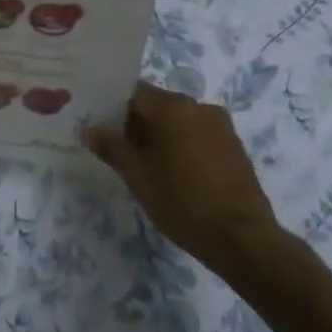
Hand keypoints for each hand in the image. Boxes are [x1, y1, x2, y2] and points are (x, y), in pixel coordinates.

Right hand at [86, 82, 283, 269]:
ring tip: (147, 167)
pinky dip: (182, 146)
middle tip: (119, 151)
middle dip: (136, 124)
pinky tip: (176, 175)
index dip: (113, 107)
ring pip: (179, 121)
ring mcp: (221, 126)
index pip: (134, 92)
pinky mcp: (234, 146)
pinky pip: (198, 135)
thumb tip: (89, 129)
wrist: (243, 238)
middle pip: (157, 105)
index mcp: (174, 107)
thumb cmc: (183, 202)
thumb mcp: (138, 177)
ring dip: (160, 136)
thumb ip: (112, 147)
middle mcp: (199, 107)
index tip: (100, 127)